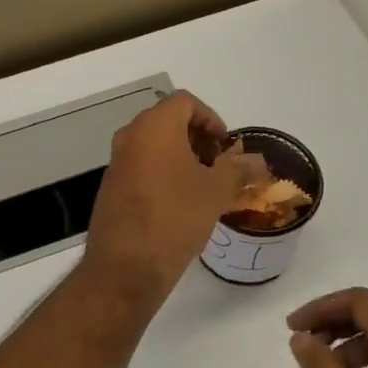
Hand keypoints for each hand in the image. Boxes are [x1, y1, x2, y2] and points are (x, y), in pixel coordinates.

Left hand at [84, 91, 252, 306]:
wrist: (126, 266)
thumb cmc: (176, 217)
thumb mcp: (216, 192)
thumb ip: (238, 169)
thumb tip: (258, 161)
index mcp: (155, 127)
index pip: (185, 102)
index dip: (211, 119)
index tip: (226, 147)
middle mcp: (130, 137)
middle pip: (168, 122)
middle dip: (197, 139)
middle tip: (219, 166)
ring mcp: (116, 162)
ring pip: (154, 147)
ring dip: (181, 158)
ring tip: (204, 188)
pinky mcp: (110, 188)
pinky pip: (142, 168)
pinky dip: (163, 174)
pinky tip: (179, 204)